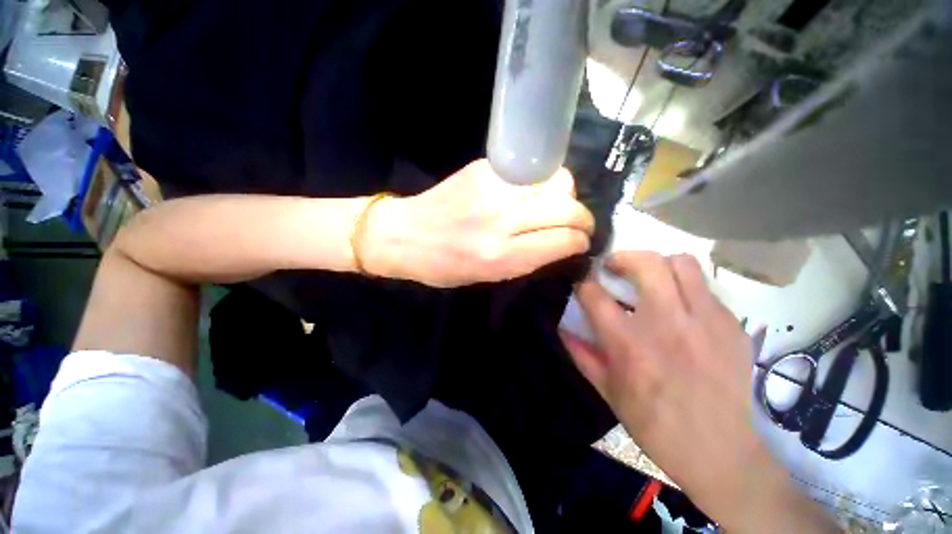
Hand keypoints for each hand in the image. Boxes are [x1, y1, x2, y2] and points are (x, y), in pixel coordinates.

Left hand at [362, 159, 593, 287]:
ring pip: (557, 182)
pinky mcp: (485, 169)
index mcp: (500, 256)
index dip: (580, 242)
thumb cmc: (443, 266)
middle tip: (580, 225)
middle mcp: (501, 220)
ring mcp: (493, 189)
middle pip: (566, 209)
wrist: (404, 234)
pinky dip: (544, 184)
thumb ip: (528, 260)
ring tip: (559, 207)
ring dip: (567, 197)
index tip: (581, 243)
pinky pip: (533, 172)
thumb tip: (562, 243)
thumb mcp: (487, 277)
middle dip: (584, 219)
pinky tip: (535, 194)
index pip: (562, 241)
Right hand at [560, 251, 837, 533]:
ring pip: (682, 263)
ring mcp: (705, 322)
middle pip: (645, 263)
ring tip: (651, 279)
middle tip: (615, 268)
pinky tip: (681, 310)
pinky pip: (706, 289)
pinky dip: (686, 289)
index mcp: (628, 342)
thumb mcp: (606, 390)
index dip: (583, 282)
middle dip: (622, 257)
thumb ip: (581, 353)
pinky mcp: (732, 327)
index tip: (583, 281)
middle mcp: (666, 323)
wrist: (718, 452)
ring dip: (659, 265)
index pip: (594, 293)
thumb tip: (561, 327)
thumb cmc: (653, 423)